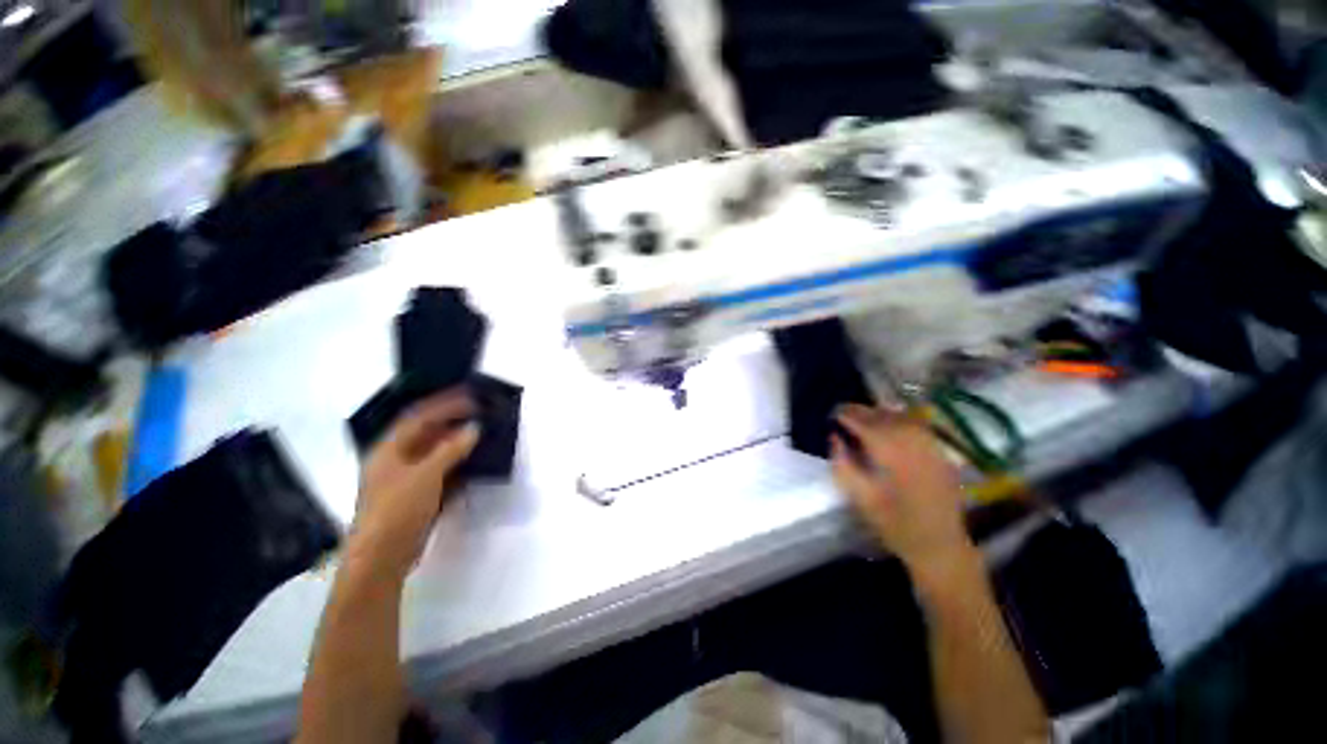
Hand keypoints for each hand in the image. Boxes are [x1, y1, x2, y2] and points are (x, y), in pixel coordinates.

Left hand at [351, 390, 479, 574]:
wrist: (383, 557)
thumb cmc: (398, 509)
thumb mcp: (426, 475)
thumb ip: (451, 449)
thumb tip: (474, 428)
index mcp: (389, 449)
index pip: (418, 417)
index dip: (444, 404)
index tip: (471, 397)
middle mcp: (396, 459)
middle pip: (426, 432)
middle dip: (453, 420)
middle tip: (480, 411)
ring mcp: (407, 477)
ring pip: (435, 451)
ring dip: (457, 440)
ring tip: (482, 431)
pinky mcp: (418, 494)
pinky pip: (441, 469)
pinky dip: (458, 462)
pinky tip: (476, 459)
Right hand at [831, 404, 973, 573]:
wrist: (939, 545)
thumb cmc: (894, 524)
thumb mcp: (859, 497)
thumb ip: (843, 464)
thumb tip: (834, 438)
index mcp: (891, 454)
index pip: (864, 423)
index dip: (846, 415)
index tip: (831, 413)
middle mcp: (913, 443)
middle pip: (884, 416)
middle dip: (861, 411)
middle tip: (843, 412)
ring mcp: (931, 446)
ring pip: (902, 417)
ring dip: (880, 413)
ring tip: (864, 416)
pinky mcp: (941, 453)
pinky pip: (918, 426)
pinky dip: (900, 420)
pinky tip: (890, 426)